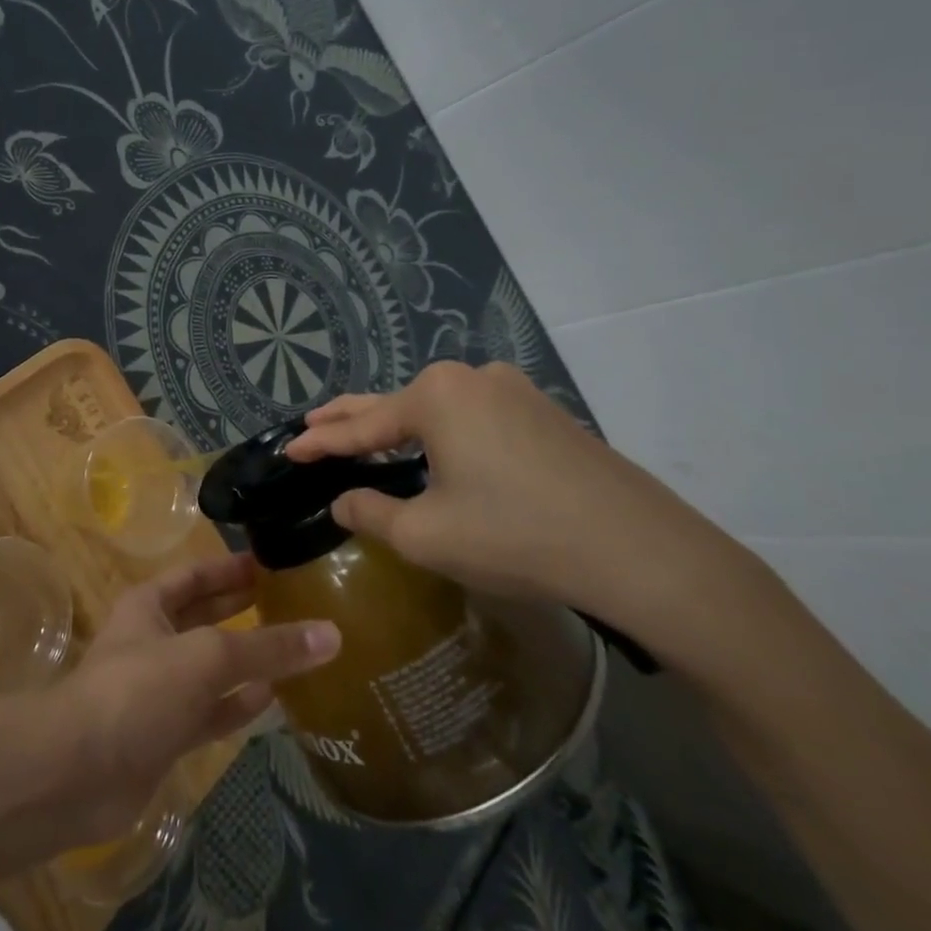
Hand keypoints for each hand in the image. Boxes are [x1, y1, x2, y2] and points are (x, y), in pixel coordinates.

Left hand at [52, 553, 338, 841]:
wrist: (79, 771)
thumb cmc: (139, 689)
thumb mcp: (207, 656)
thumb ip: (267, 647)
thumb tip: (331, 634)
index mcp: (149, 605)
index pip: (195, 575)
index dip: (230, 567)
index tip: (271, 562)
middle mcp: (153, 640)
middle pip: (203, 617)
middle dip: (241, 608)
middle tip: (291, 600)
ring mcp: (159, 689)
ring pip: (210, 667)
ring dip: (246, 659)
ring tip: (294, 648)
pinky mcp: (166, 734)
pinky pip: (210, 711)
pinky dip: (238, 704)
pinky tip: (272, 698)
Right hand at [286, 362, 759, 666]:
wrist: (641, 552)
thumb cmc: (516, 536)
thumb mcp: (426, 535)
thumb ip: (371, 512)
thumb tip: (344, 500)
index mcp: (435, 396)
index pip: (360, 425)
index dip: (320, 443)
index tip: (288, 450)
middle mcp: (470, 378)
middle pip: (394, 403)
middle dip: (350, 419)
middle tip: (312, 427)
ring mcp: (513, 391)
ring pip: (436, 408)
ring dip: (398, 426)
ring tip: (365, 439)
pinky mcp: (544, 414)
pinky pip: (473, 417)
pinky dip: (440, 433)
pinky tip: (434, 450)